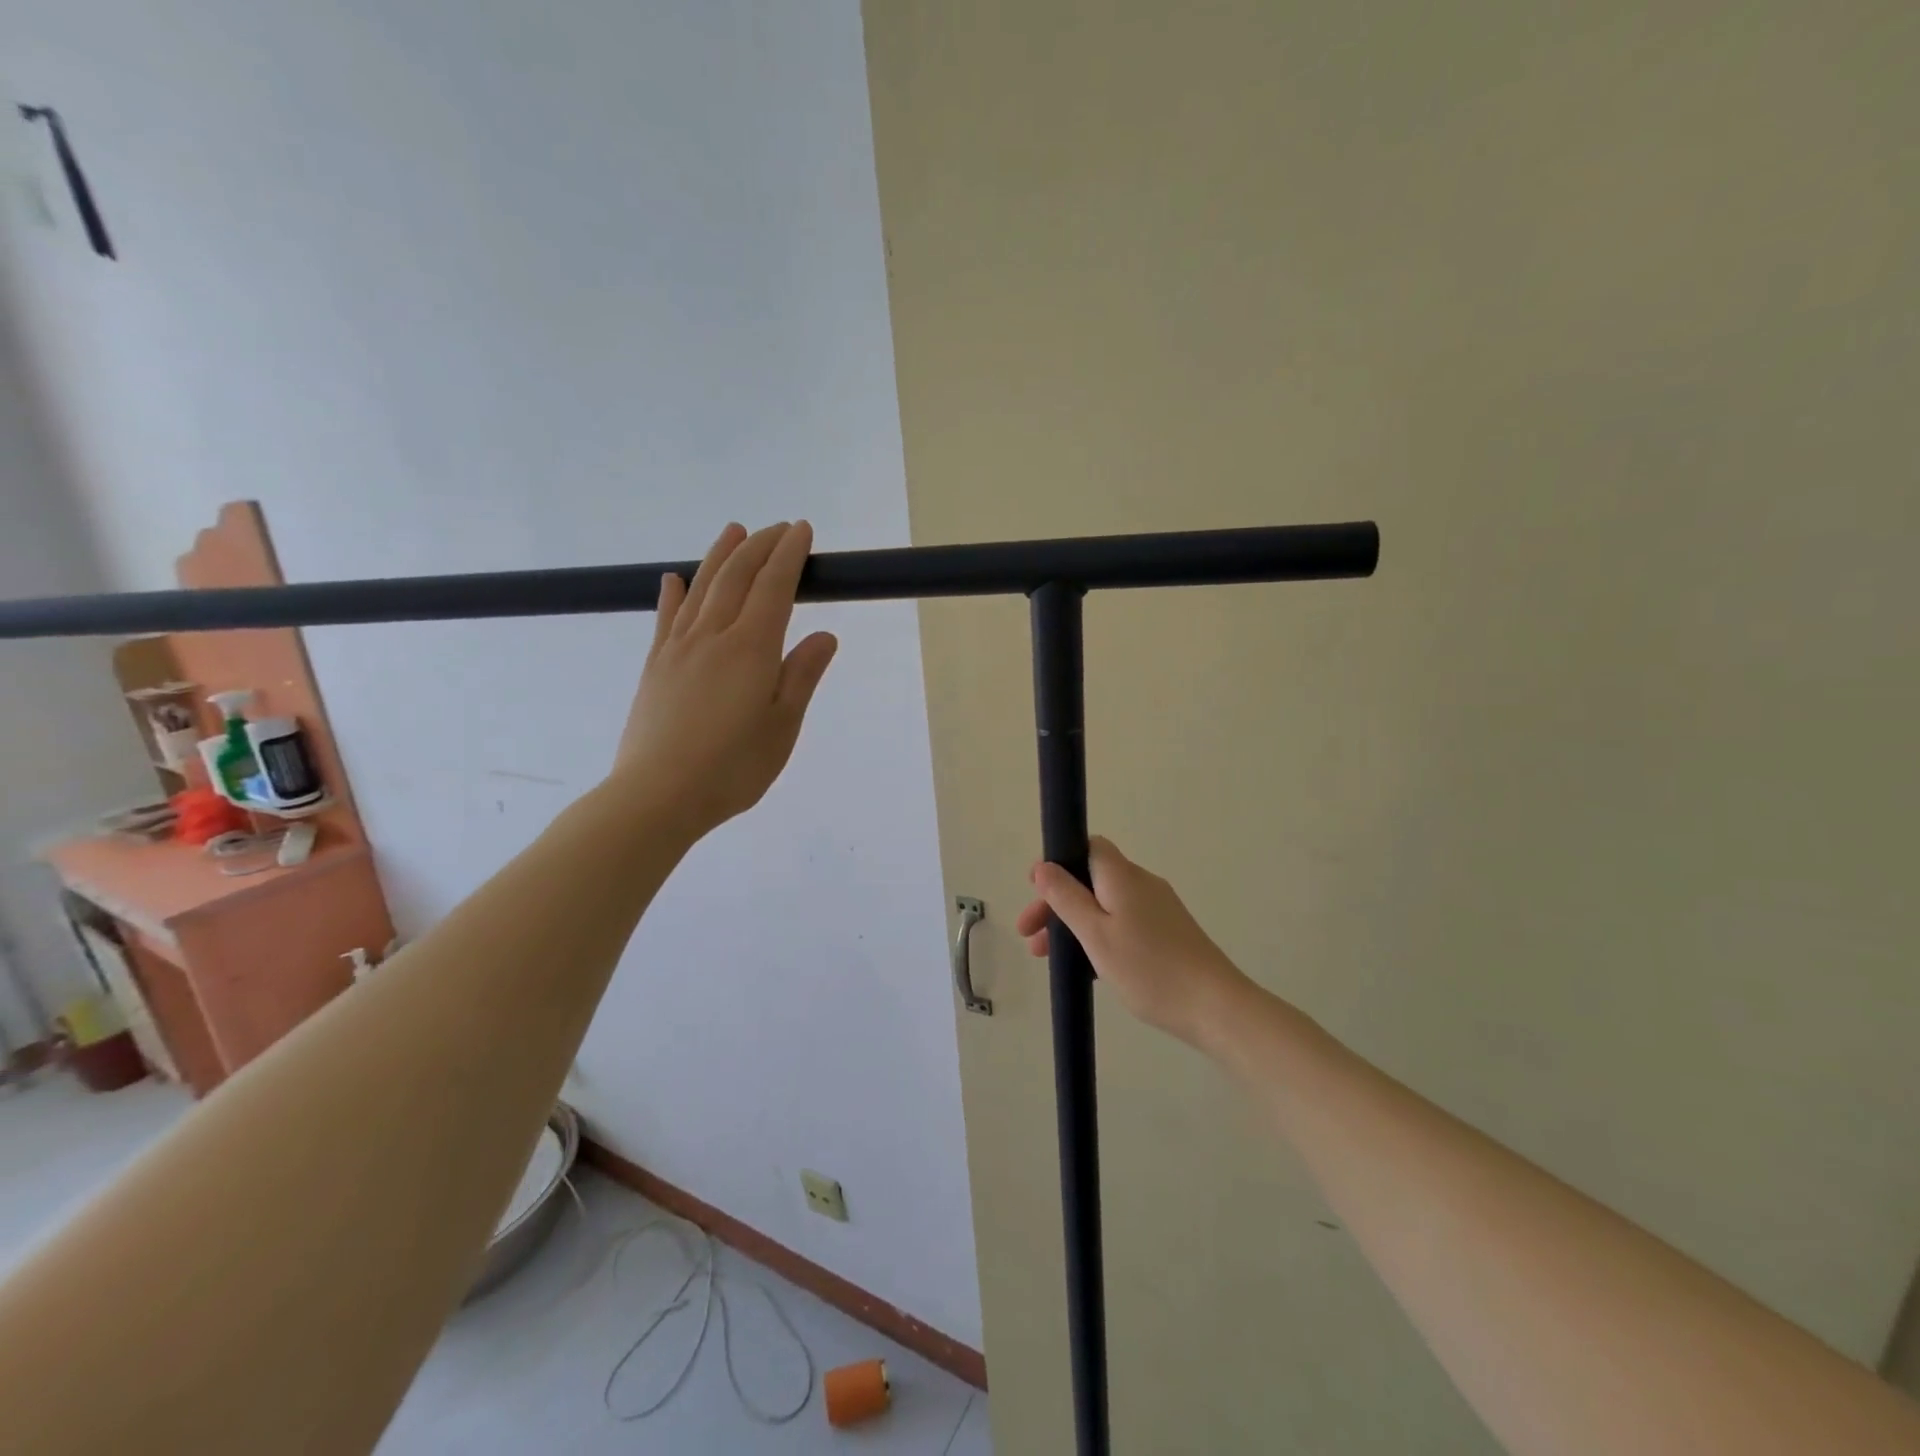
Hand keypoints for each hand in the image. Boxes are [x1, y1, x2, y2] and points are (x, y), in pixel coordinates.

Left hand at [609, 522, 837, 838]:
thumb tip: (825, 636)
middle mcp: (713, 636)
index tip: (802, 530)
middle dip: (760, 546)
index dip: (789, 555)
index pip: (775, 587)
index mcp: (752, 648)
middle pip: (737, 576)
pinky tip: (675, 579)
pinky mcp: (655, 666)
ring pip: (702, 588)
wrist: (658, 794)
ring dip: (720, 555)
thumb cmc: (733, 767)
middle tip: (779, 528)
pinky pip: (666, 618)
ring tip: (735, 531)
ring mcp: (678, 648)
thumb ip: (801, 676)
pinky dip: (674, 593)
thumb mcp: (783, 726)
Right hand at [1017, 836, 1250, 1048]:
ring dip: (1074, 924)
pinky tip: (1086, 967)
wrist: (1215, 1007)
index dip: (1059, 862)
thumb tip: (1043, 866)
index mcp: (1122, 876)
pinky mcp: (1168, 933)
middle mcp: (1141, 884)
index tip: (1034, 890)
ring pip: (1105, 905)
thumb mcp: (1095, 934)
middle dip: (1057, 902)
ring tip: (1048, 958)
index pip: (1088, 847)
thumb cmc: (1148, 968)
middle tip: (1029, 936)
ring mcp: (1158, 909)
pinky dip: (1098, 936)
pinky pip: (1122, 923)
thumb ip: (1066, 897)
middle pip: (1091, 879)